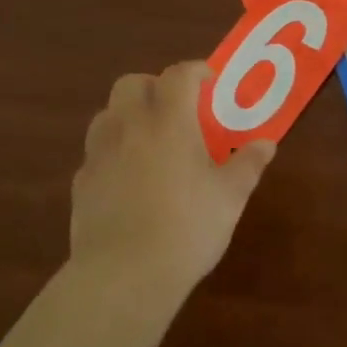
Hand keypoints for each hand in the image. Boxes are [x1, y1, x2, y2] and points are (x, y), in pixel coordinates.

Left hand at [71, 62, 274, 300]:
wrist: (124, 276)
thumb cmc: (187, 227)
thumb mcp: (230, 196)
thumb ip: (248, 164)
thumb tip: (266, 144)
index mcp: (169, 121)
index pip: (179, 75)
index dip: (195, 70)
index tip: (210, 81)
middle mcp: (130, 126)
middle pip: (132, 83)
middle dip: (154, 86)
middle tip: (176, 108)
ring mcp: (99, 154)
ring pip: (107, 114)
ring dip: (128, 115)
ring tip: (148, 140)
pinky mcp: (80, 184)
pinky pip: (95, 153)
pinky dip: (112, 152)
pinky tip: (127, 178)